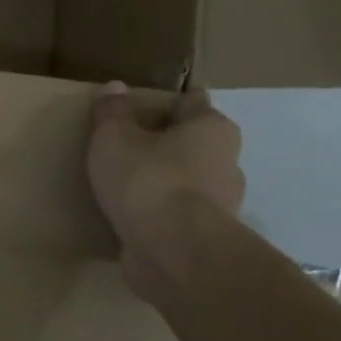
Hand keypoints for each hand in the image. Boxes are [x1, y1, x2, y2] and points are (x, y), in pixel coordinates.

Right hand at [88, 82, 244, 292]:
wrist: (174, 253)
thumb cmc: (148, 181)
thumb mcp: (114, 138)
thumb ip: (113, 112)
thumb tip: (115, 87)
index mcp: (211, 128)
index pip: (192, 102)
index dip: (165, 102)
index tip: (139, 108)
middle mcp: (227, 161)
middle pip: (193, 143)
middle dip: (165, 144)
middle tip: (127, 146)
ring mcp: (221, 204)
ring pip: (189, 182)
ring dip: (164, 182)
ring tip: (125, 185)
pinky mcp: (206, 238)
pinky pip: (179, 217)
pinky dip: (160, 215)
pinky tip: (132, 217)